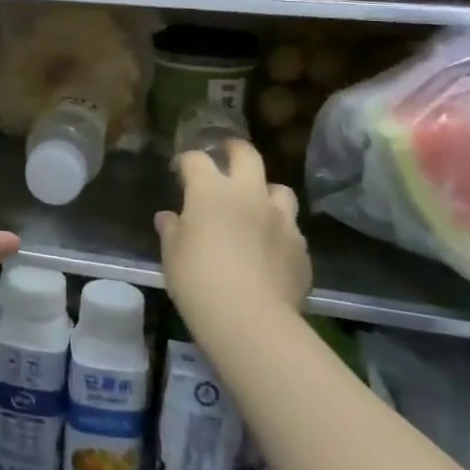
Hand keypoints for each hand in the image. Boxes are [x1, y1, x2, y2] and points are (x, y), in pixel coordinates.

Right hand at [156, 140, 310, 340]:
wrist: (250, 319)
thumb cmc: (198, 280)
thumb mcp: (172, 254)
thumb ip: (172, 230)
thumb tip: (169, 218)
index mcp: (210, 191)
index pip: (196, 160)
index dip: (186, 161)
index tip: (180, 170)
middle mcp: (248, 194)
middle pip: (247, 155)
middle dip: (234, 149)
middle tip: (226, 154)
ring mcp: (280, 219)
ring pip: (279, 189)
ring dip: (266, 192)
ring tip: (256, 205)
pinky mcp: (300, 247)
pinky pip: (291, 228)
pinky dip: (279, 230)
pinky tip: (270, 247)